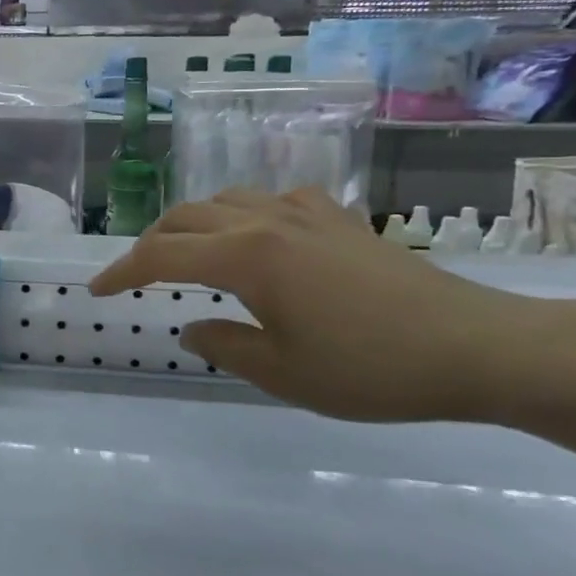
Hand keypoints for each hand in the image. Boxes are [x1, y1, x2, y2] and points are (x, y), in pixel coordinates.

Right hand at [89, 188, 575, 422]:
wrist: (480, 347)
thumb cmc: (374, 369)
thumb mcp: (284, 374)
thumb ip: (225, 346)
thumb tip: (193, 328)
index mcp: (246, 258)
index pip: (161, 257)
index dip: (121, 273)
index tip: (96, 292)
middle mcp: (266, 222)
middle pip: (185, 219)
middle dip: (149, 245)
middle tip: (136, 277)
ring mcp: (305, 214)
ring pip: (224, 201)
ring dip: (191, 224)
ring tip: (185, 254)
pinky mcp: (338, 219)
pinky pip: (270, 201)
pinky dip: (241, 215)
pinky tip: (255, 238)